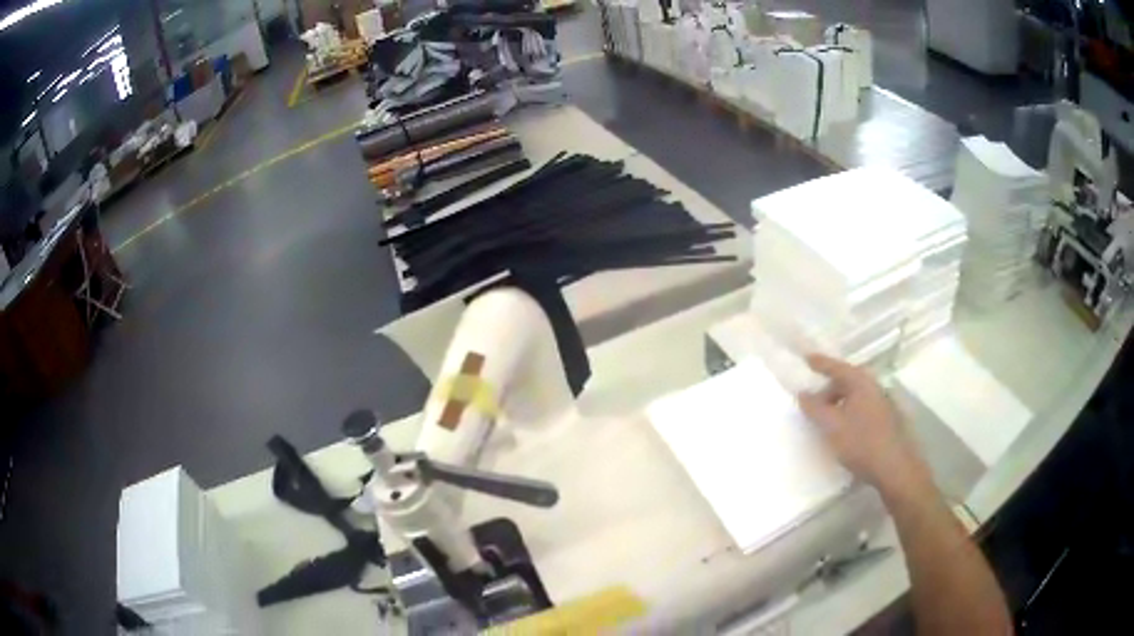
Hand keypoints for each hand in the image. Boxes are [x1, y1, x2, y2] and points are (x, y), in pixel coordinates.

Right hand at [797, 354, 928, 491]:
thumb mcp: (831, 427)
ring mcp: (882, 403)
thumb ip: (815, 408)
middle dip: (828, 388)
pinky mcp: (886, 419)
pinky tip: (843, 429)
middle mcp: (873, 387)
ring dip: (838, 403)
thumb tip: (803, 393)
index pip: (836, 367)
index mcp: (861, 383)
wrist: (894, 468)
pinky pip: (861, 407)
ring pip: (855, 396)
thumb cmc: (861, 443)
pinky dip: (848, 411)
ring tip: (825, 419)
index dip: (820, 363)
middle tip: (811, 401)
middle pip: (846, 381)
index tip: (806, 358)